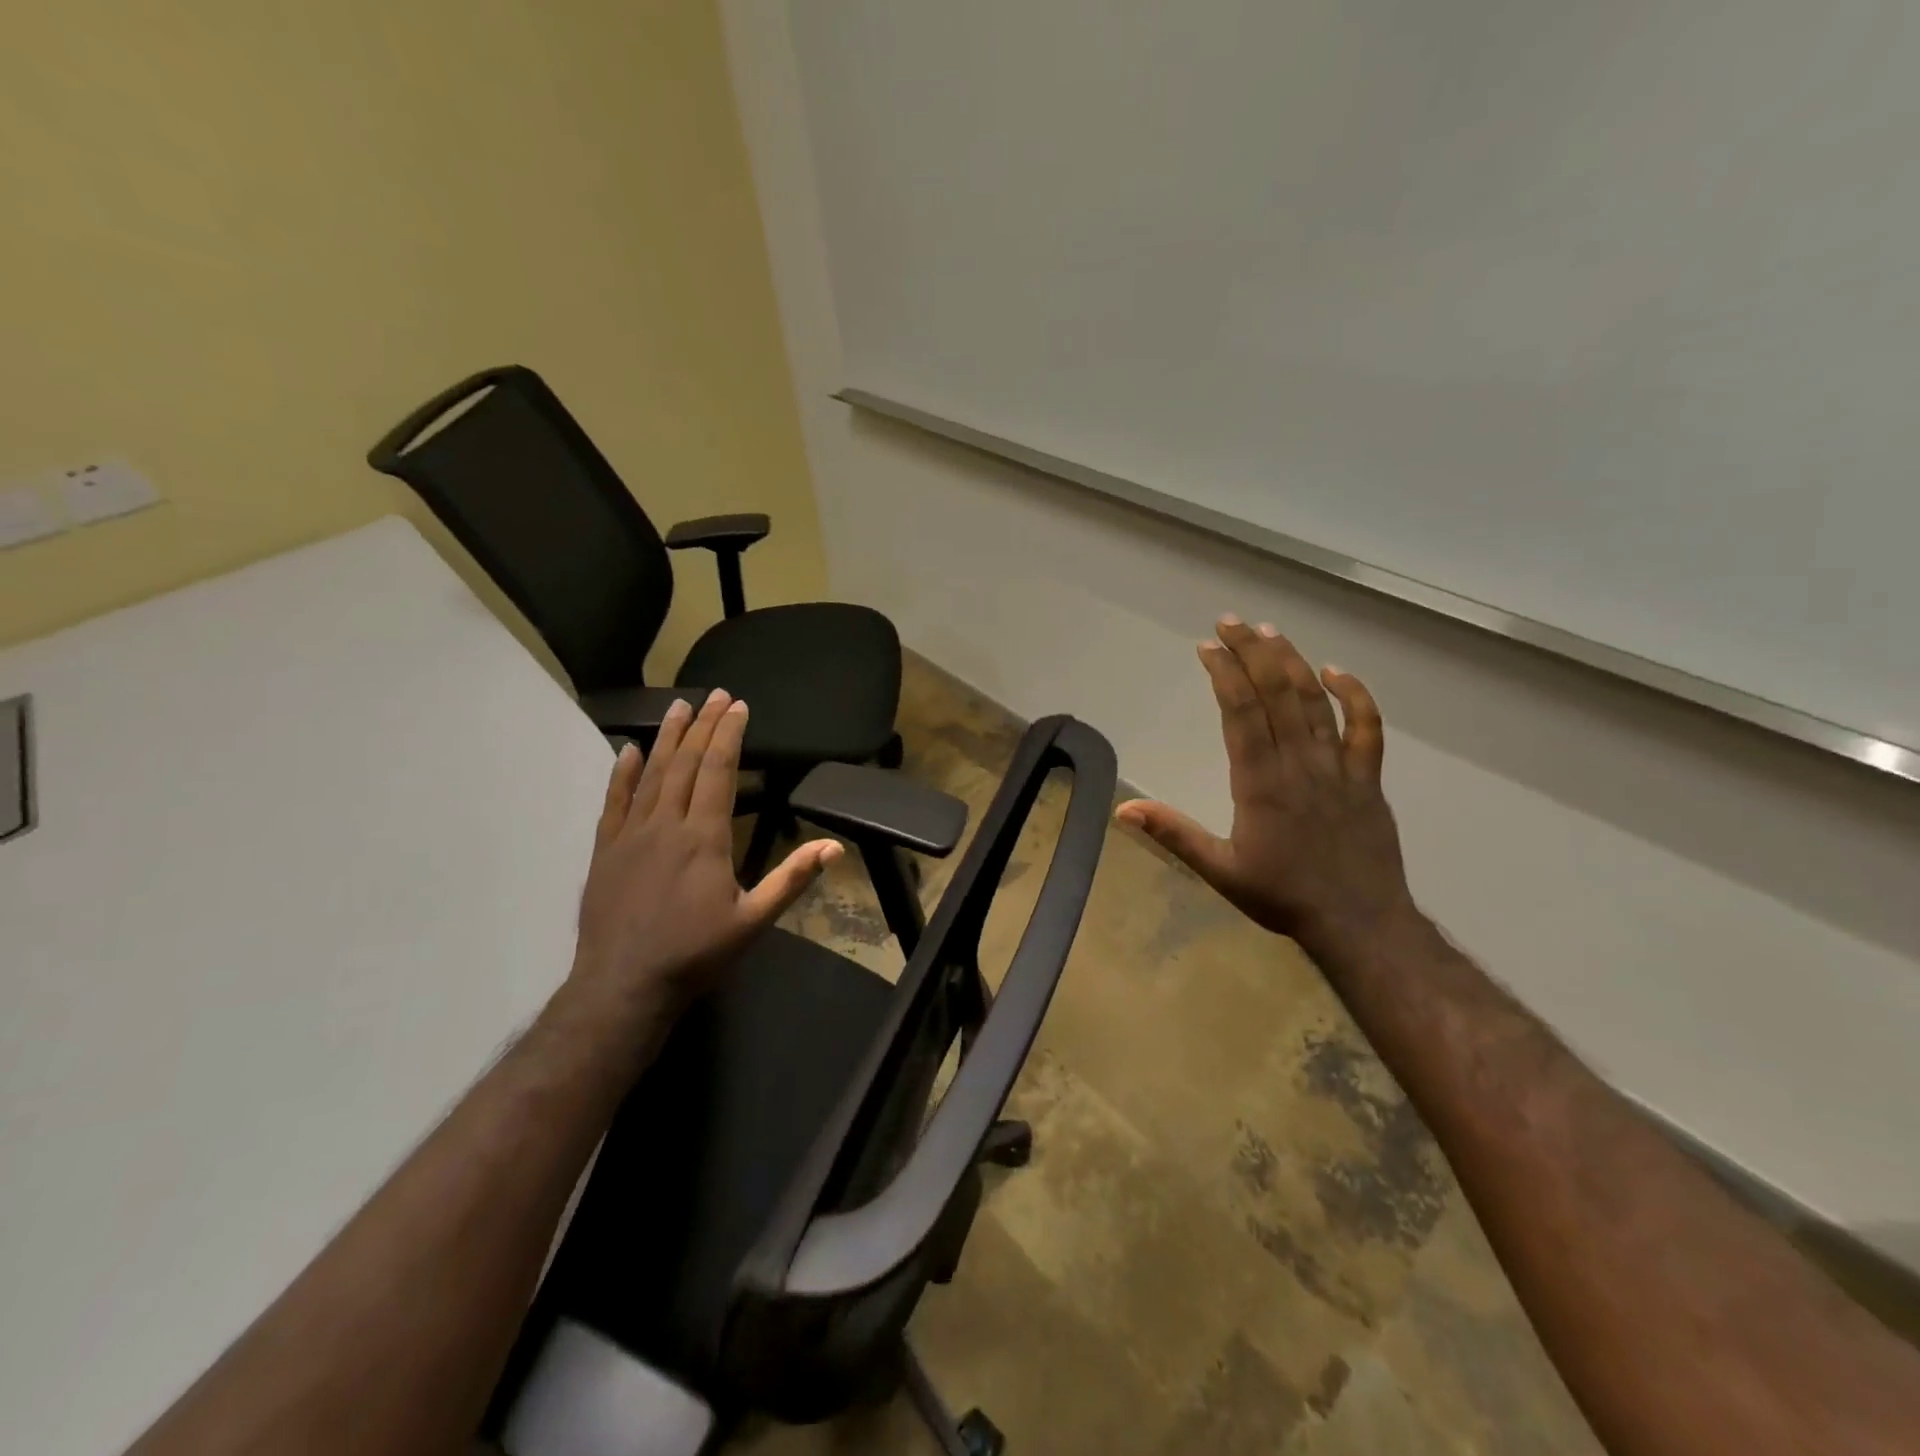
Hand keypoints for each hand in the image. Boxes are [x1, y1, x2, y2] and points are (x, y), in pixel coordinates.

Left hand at [568, 689, 841, 1021]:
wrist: (624, 985)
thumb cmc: (695, 953)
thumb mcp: (754, 921)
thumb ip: (792, 879)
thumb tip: (834, 847)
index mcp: (704, 837)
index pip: (718, 771)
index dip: (729, 735)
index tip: (739, 706)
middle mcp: (666, 824)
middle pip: (686, 763)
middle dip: (704, 725)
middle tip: (716, 694)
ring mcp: (631, 834)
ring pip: (651, 774)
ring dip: (667, 737)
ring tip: (679, 706)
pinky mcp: (606, 850)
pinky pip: (614, 801)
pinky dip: (621, 773)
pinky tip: (628, 750)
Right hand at [1115, 617, 1417, 960]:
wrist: (1360, 923)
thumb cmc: (1283, 896)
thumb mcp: (1220, 870)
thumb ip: (1173, 834)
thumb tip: (1123, 809)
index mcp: (1260, 783)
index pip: (1241, 713)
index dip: (1224, 674)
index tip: (1207, 647)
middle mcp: (1299, 764)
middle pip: (1277, 693)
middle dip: (1252, 652)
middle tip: (1231, 622)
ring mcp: (1338, 767)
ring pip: (1316, 702)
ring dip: (1292, 662)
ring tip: (1270, 632)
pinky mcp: (1367, 778)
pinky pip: (1366, 728)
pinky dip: (1355, 696)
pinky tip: (1337, 672)